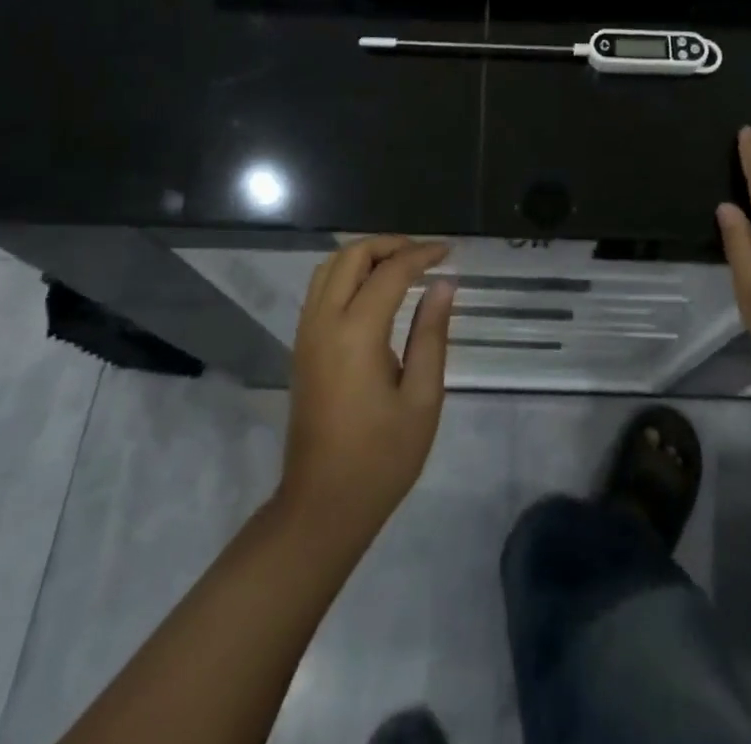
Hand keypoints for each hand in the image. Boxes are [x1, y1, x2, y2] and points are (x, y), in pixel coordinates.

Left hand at [278, 236, 455, 539]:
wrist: (322, 505)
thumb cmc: (381, 457)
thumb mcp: (422, 398)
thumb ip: (432, 334)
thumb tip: (444, 284)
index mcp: (356, 333)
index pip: (390, 272)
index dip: (421, 255)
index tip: (449, 252)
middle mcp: (324, 322)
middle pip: (351, 256)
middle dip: (389, 245)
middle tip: (424, 255)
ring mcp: (306, 333)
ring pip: (330, 267)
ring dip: (365, 256)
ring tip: (402, 266)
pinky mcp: (301, 346)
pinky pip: (321, 288)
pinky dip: (348, 274)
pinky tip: (375, 291)